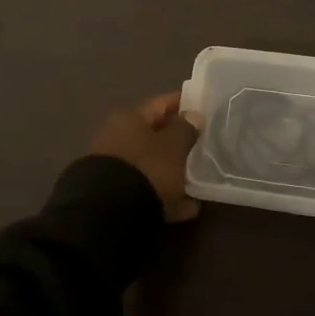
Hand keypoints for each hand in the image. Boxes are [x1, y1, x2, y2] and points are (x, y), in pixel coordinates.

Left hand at [90, 92, 203, 222]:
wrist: (110, 213)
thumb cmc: (147, 168)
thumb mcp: (173, 146)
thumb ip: (186, 130)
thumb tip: (193, 116)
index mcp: (130, 119)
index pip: (161, 103)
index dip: (183, 102)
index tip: (204, 107)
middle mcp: (118, 139)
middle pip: (155, 136)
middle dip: (178, 141)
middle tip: (204, 146)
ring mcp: (116, 169)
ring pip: (152, 165)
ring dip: (173, 172)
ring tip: (199, 180)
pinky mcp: (116, 196)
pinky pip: (149, 191)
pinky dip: (167, 197)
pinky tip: (188, 208)